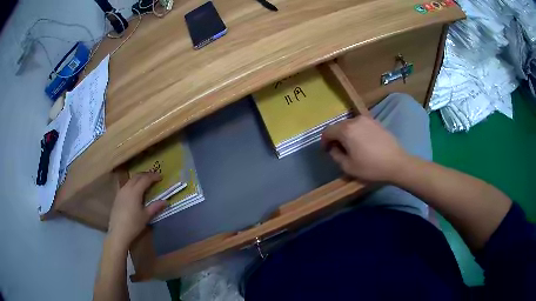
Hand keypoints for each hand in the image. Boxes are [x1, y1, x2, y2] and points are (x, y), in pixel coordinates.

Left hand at [108, 172, 166, 247]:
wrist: (118, 232)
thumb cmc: (134, 224)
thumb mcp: (146, 216)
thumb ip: (155, 207)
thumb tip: (165, 201)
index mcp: (135, 191)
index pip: (145, 179)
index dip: (153, 176)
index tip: (161, 177)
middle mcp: (127, 188)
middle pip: (137, 177)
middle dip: (146, 175)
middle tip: (154, 177)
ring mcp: (121, 192)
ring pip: (130, 180)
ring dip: (138, 179)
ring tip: (145, 182)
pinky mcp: (117, 197)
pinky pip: (126, 185)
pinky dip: (133, 184)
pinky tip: (135, 191)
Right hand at [321, 116, 408, 181]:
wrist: (397, 163)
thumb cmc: (371, 167)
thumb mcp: (348, 167)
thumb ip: (336, 155)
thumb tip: (333, 148)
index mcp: (346, 130)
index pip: (328, 131)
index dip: (324, 141)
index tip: (327, 151)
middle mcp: (355, 120)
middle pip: (339, 126)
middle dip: (336, 137)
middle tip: (339, 150)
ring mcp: (367, 119)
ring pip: (350, 125)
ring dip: (347, 134)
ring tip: (352, 147)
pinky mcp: (376, 122)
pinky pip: (361, 125)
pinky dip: (357, 132)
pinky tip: (363, 143)